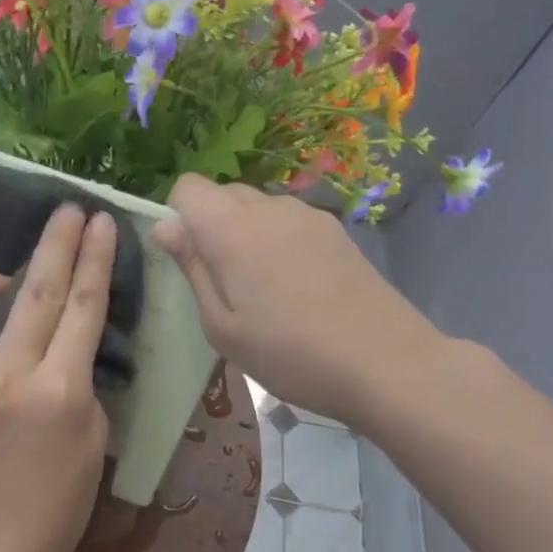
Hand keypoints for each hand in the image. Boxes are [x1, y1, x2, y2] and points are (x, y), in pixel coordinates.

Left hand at [0, 204, 115, 551]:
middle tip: (69, 209)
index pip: (83, 309)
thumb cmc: (56, 509)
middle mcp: (11, 375)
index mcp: (61, 393)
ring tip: (8, 272)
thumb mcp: (93, 443)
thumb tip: (67, 349)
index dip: (95, 260)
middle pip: (37, 291)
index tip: (101, 223)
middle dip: (57, 242)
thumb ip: (81, 385)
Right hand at [152, 176, 441, 425]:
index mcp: (233, 229)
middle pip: (224, 194)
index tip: (189, 259)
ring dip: (246, 234)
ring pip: (258, 207)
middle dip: (210, 226)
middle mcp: (270, 208)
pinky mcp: (336, 231)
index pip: (188, 187)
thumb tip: (165, 226)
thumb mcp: (222, 326)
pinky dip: (277, 241)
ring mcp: (308, 216)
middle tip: (224, 283)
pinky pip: (288, 222)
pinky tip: (296, 287)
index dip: (178, 216)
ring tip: (263, 289)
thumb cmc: (289, 354)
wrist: (386, 364)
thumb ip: (192, 269)